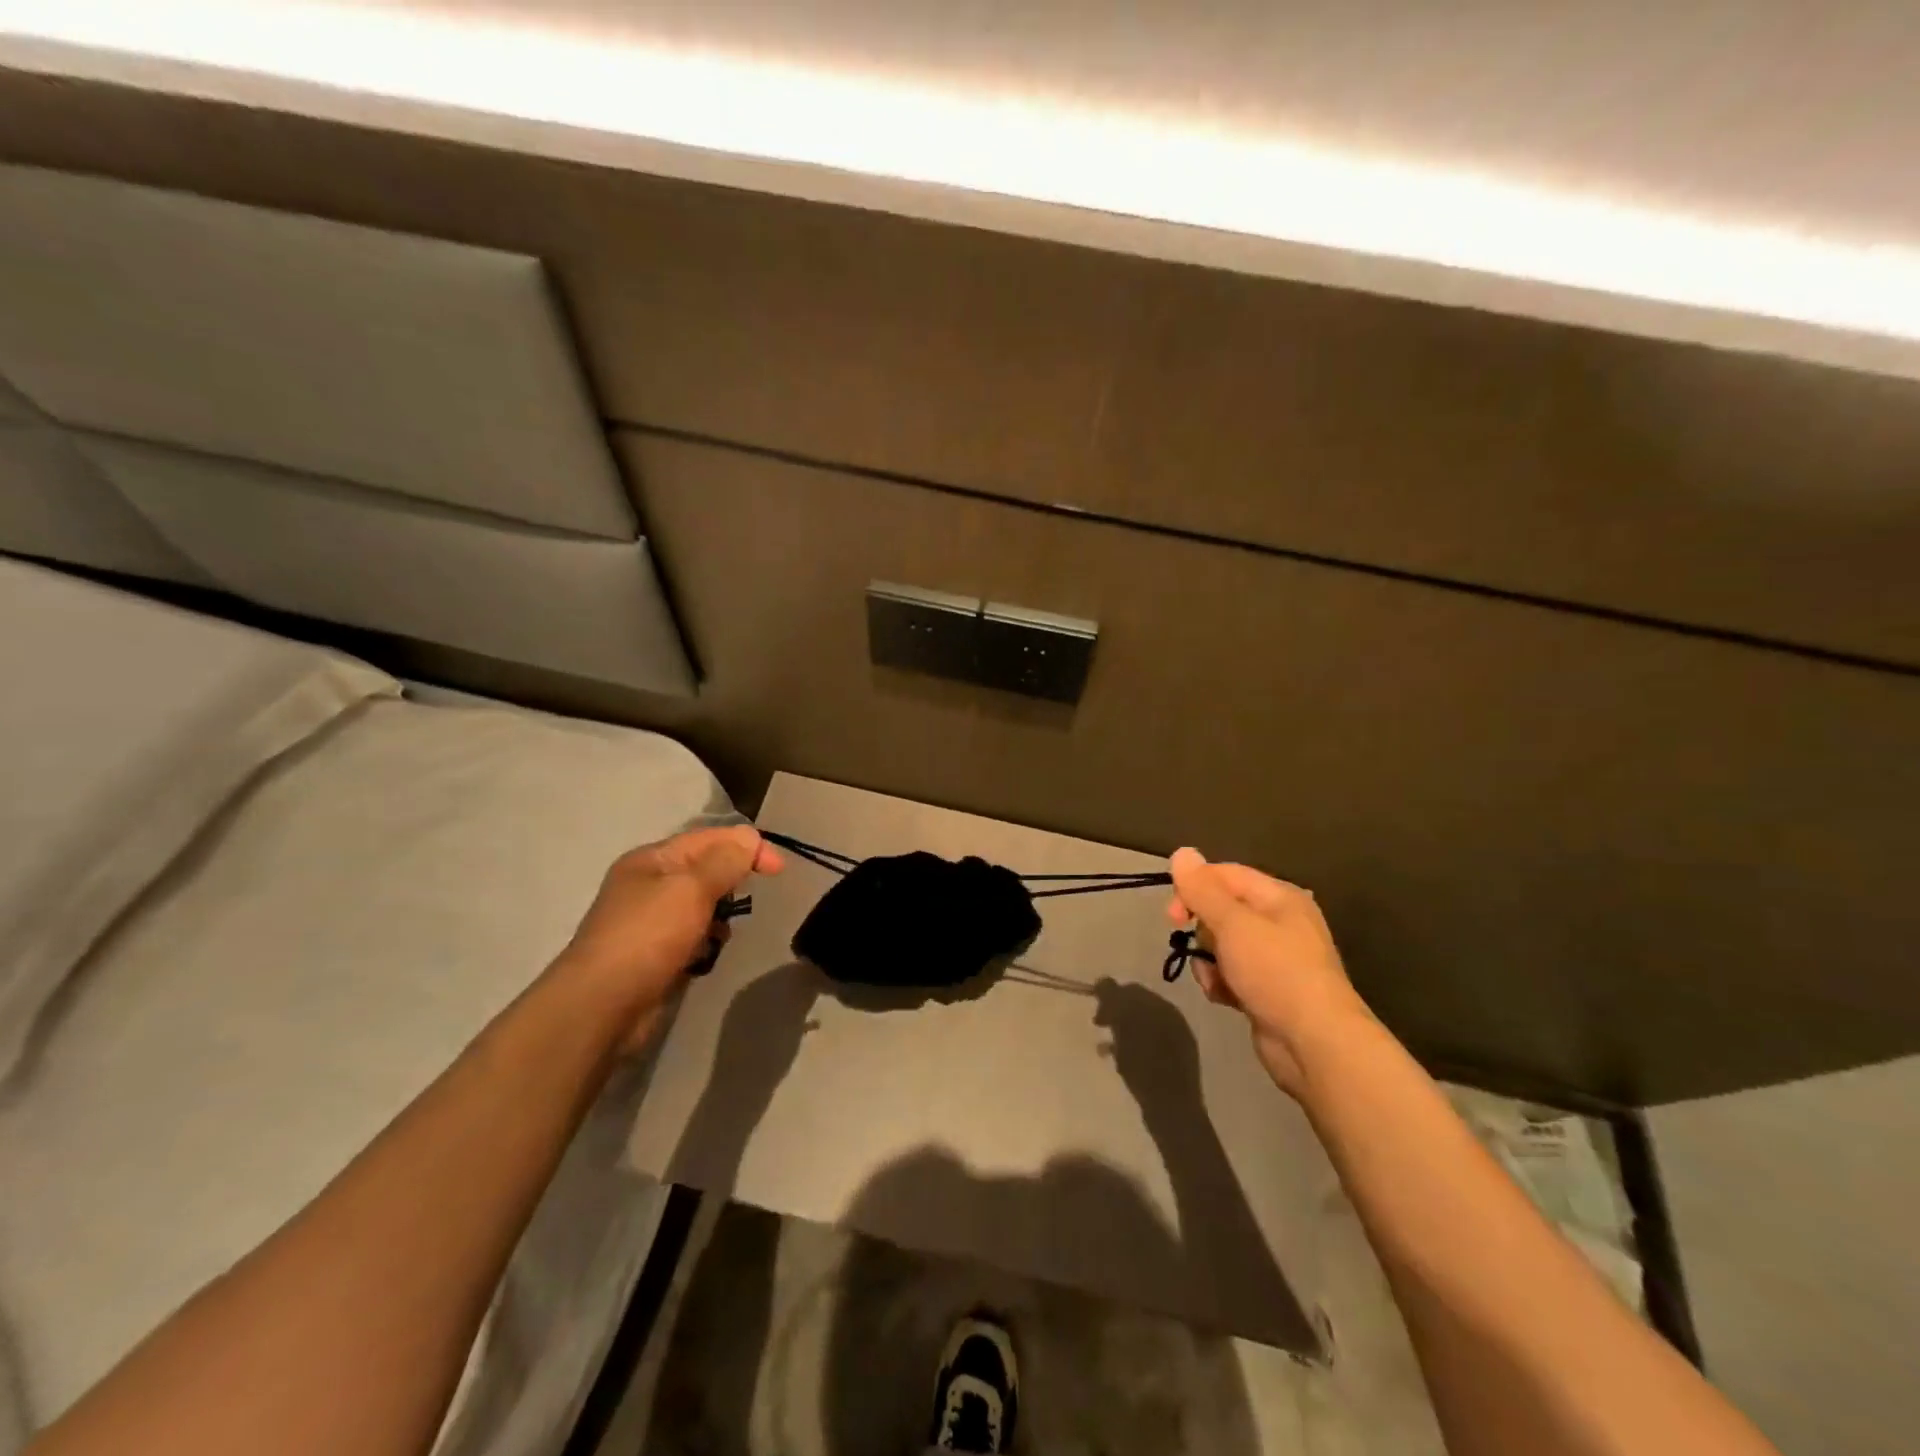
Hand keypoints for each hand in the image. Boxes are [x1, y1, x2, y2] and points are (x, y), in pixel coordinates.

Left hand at [555, 826, 782, 1047]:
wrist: (601, 1006)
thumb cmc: (648, 936)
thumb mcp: (692, 889)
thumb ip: (725, 861)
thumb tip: (750, 837)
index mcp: (651, 860)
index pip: (708, 838)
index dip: (747, 845)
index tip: (779, 869)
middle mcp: (648, 885)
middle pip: (704, 870)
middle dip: (731, 880)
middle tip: (749, 898)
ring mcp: (649, 922)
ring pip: (701, 905)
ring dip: (720, 915)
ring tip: (725, 930)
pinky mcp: (654, 955)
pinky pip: (693, 936)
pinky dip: (706, 941)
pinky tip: (709, 953)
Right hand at [1093, 978, 1202, 1103]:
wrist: (1172, 1109)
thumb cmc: (1145, 1063)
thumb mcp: (1124, 1024)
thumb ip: (1113, 998)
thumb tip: (1104, 981)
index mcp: (1165, 1007)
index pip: (1133, 990)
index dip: (1111, 995)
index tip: (1095, 1008)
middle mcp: (1174, 1021)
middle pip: (1139, 1008)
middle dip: (1116, 1013)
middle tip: (1099, 1024)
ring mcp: (1177, 1045)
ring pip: (1141, 1029)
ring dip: (1121, 1032)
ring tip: (1105, 1046)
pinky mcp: (1174, 1067)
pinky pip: (1147, 1048)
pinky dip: (1131, 1050)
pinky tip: (1118, 1062)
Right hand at [1166, 848, 1371, 1094]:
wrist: (1315, 1044)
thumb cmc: (1275, 972)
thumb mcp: (1233, 924)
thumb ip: (1202, 889)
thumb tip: (1181, 852)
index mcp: (1279, 898)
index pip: (1225, 874)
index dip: (1194, 888)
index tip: (1173, 915)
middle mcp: (1280, 922)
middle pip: (1222, 909)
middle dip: (1202, 929)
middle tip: (1193, 946)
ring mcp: (1275, 959)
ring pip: (1222, 945)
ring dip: (1209, 960)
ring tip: (1216, 979)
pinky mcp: (1268, 990)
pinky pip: (1231, 974)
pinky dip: (1222, 983)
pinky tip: (1225, 997)